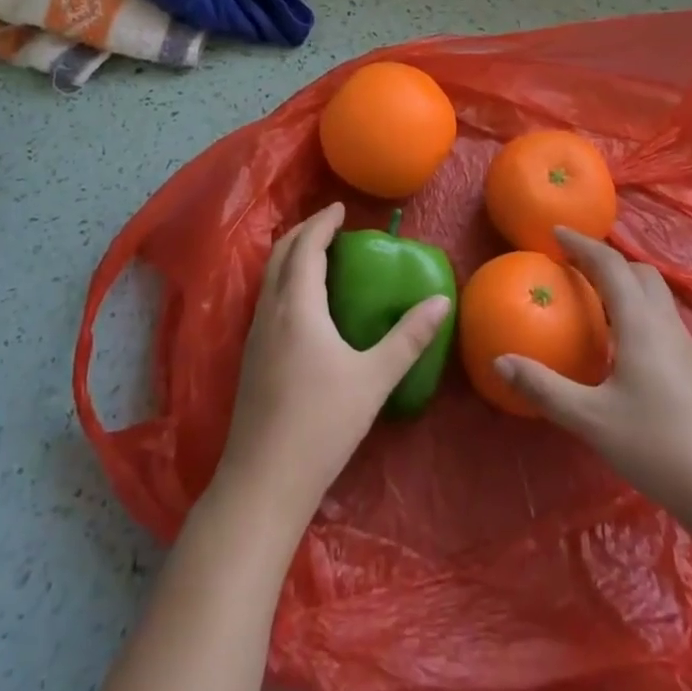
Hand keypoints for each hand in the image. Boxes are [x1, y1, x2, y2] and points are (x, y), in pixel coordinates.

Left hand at [215, 203, 450, 521]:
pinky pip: (267, 298)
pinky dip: (284, 279)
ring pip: (270, 276)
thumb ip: (409, 338)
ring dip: (292, 255)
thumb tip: (441, 300)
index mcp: (298, 306)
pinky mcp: (250, 357)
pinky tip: (303, 302)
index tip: (341, 207)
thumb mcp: (373, 379)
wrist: (262, 483)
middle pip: (281, 253)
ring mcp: (255, 334)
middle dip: (304, 231)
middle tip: (331, 224)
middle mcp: (270, 311)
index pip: (307, 246)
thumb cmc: (321, 425)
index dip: (323, 222)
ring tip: (319, 254)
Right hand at [496, 229, 691, 531]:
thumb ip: (544, 388)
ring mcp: (686, 345)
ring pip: (654, 295)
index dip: (581, 244)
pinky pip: (661, 318)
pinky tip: (622, 344)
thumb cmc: (658, 447)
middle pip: (638, 272)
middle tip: (573, 265)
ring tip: (593, 299)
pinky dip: (636, 310)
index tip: (555, 233)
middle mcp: (665, 323)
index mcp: (640, 322)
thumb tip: (500, 360)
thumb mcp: (591, 420)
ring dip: (624, 284)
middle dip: (606, 260)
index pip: (610, 265)